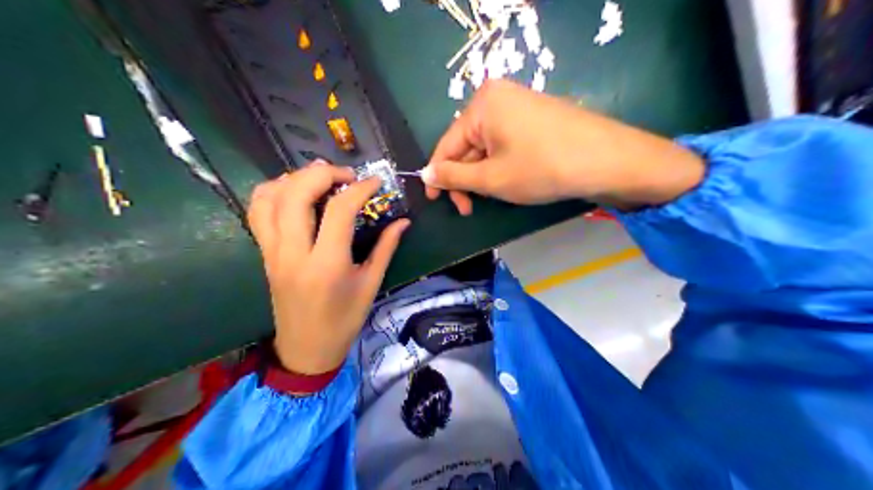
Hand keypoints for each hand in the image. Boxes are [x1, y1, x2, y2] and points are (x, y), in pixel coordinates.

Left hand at [245, 162, 409, 373]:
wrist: (306, 349)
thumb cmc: (343, 321)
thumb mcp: (370, 285)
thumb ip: (386, 248)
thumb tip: (403, 221)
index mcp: (326, 265)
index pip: (339, 210)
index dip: (360, 188)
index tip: (375, 182)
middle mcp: (294, 253)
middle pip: (296, 194)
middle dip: (322, 173)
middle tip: (346, 175)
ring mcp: (273, 252)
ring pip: (270, 198)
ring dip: (294, 178)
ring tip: (319, 178)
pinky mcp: (264, 254)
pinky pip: (257, 212)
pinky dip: (272, 192)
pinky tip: (293, 192)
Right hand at [422, 78, 700, 211]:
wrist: (607, 159)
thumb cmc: (542, 168)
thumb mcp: (492, 178)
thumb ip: (454, 176)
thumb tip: (425, 174)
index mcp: (481, 104)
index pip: (447, 144)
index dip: (438, 175)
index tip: (435, 202)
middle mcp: (498, 97)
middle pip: (468, 145)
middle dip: (466, 178)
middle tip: (469, 209)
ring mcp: (520, 104)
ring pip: (487, 146)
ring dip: (483, 174)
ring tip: (493, 197)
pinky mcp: (536, 115)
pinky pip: (506, 142)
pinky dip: (501, 164)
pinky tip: (510, 181)